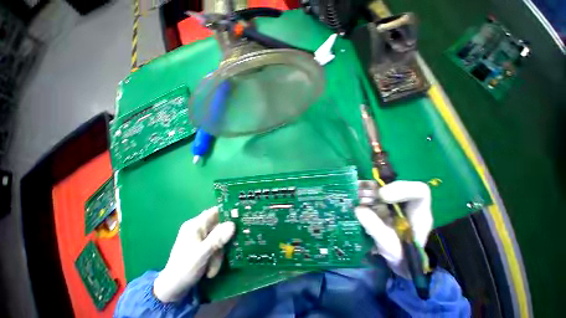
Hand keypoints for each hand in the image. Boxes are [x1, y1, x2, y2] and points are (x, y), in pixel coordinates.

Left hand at [153, 206, 234, 302]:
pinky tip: (211, 269)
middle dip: (222, 242)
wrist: (172, 291)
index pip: (216, 211)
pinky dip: (217, 256)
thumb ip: (217, 239)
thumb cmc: (183, 270)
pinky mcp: (204, 246)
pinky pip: (217, 245)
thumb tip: (233, 225)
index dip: (229, 213)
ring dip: (219, 253)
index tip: (240, 221)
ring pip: (221, 238)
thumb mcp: (201, 255)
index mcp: (195, 225)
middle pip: (221, 226)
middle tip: (220, 255)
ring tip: (212, 268)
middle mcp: (199, 228)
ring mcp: (202, 237)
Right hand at [355, 181, 432, 277]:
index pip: (418, 191)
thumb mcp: (390, 248)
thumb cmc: (400, 256)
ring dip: (364, 189)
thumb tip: (358, 209)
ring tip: (352, 196)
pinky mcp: (378, 203)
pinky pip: (368, 192)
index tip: (382, 196)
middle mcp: (404, 203)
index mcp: (418, 213)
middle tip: (359, 194)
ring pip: (378, 186)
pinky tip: (351, 197)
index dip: (401, 188)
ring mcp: (390, 202)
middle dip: (374, 188)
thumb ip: (377, 230)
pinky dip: (358, 192)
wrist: (397, 261)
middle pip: (393, 185)